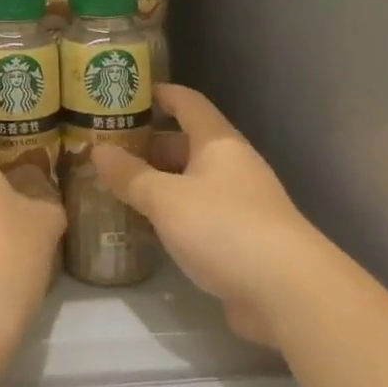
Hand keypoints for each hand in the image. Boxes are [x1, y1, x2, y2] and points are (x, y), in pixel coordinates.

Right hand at [93, 84, 312, 345]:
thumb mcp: (167, 200)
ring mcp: (239, 204)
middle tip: (108, 150)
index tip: (129, 93)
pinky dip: (172, 217)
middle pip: (186, 144)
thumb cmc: (224, 227)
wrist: (289, 294)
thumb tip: (98, 151)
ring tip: (117, 187)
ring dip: (158, 184)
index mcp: (218, 143)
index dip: (160, 94)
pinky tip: (144, 229)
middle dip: (148, 146)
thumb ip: (131, 176)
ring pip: (190, 183)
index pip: (188, 103)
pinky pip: (198, 217)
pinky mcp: (241, 241)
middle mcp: (231, 166)